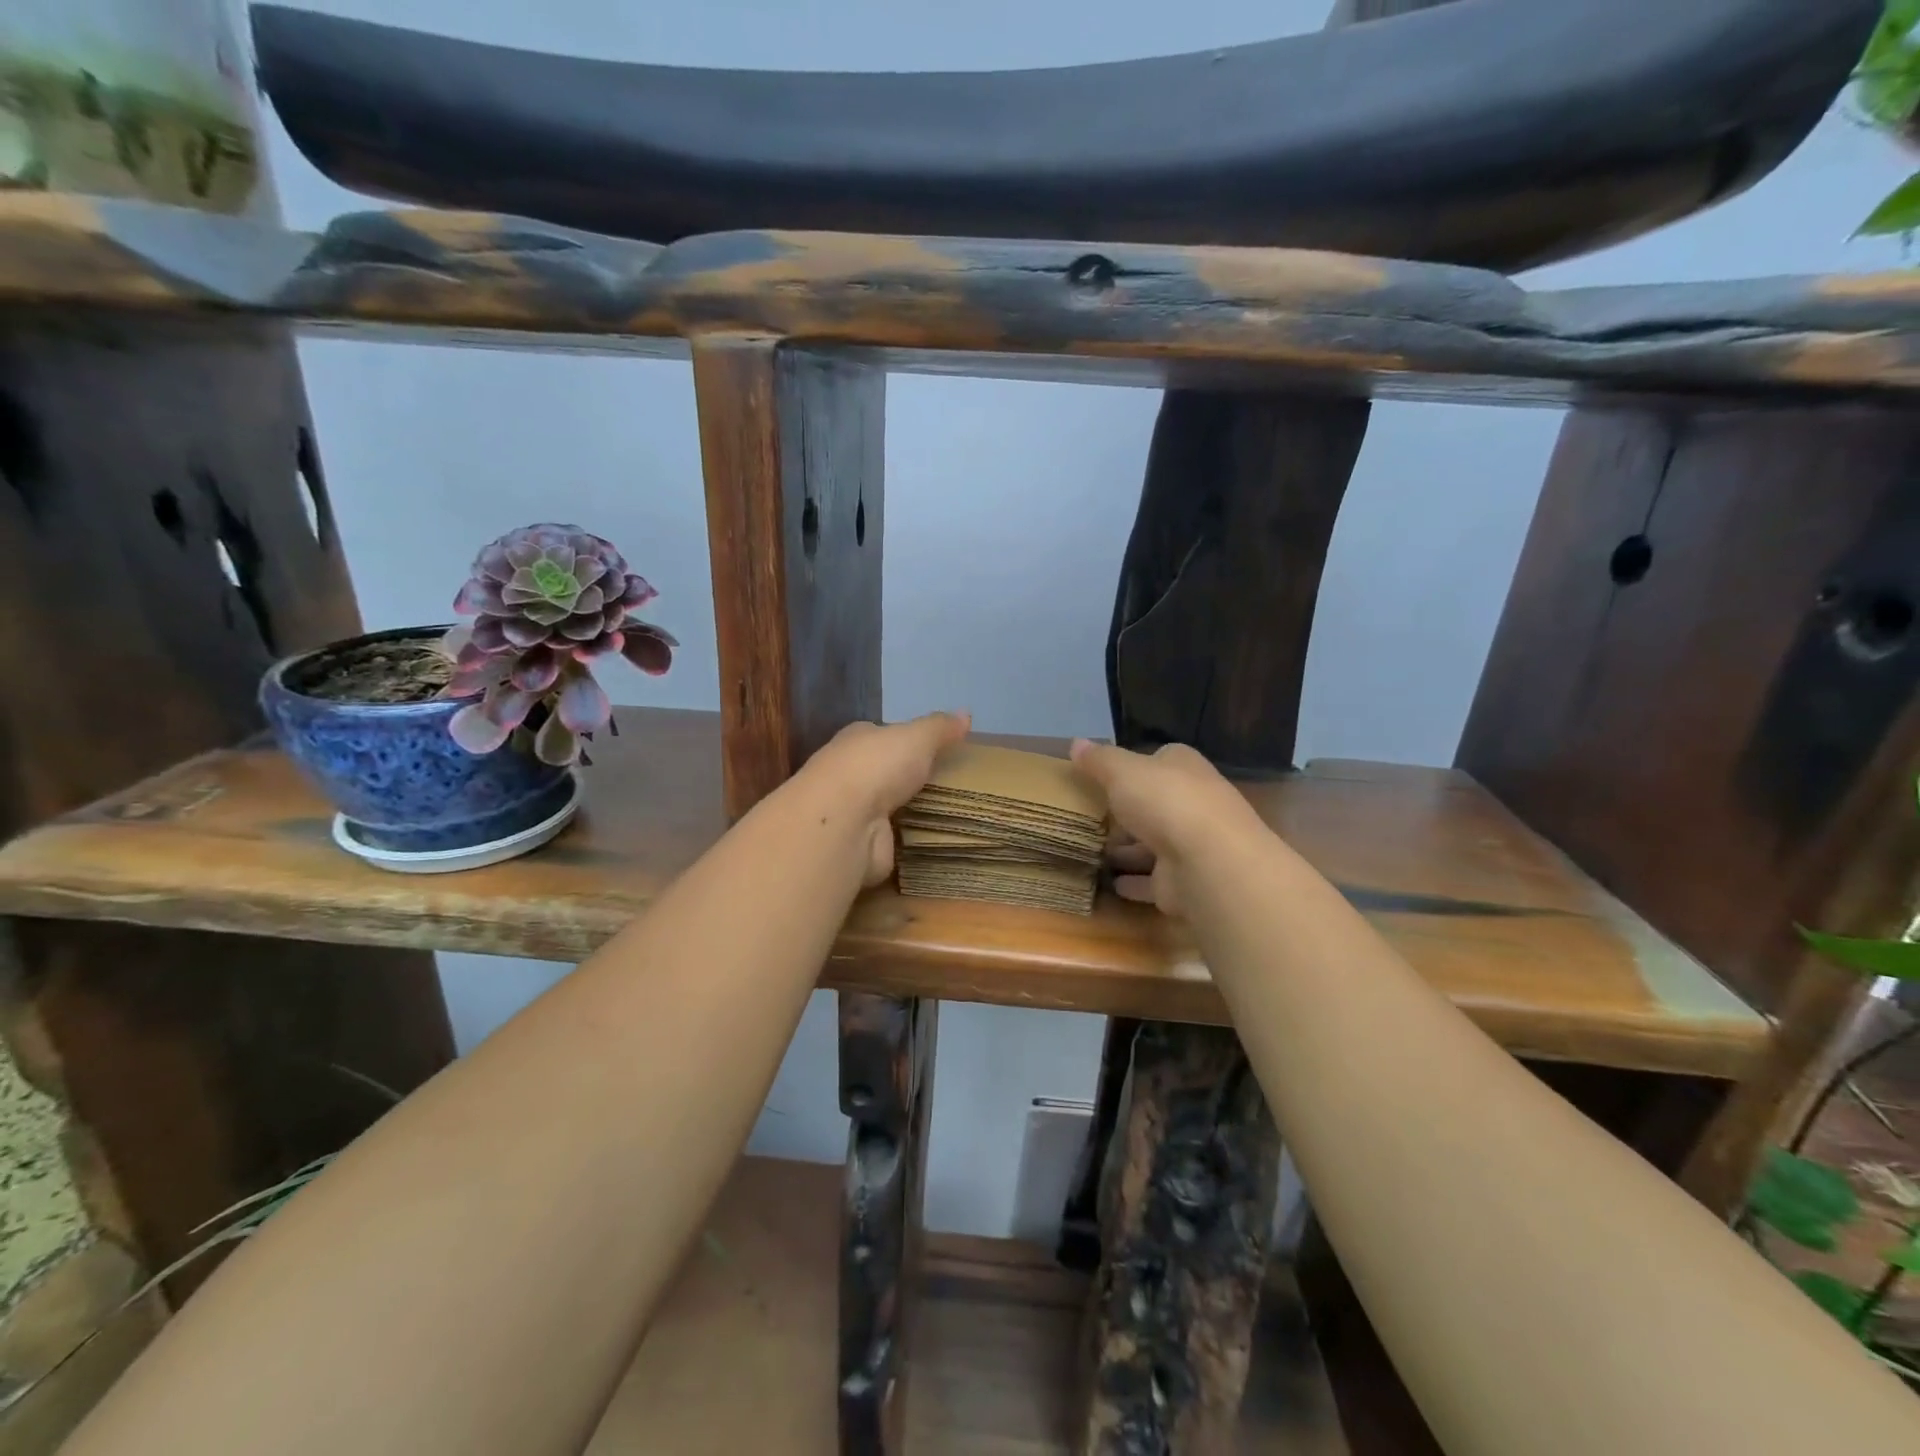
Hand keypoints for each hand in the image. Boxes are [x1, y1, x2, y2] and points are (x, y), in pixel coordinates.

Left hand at [800, 712, 971, 885]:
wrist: (844, 823)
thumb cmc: (877, 767)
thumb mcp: (917, 737)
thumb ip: (940, 727)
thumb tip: (965, 713)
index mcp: (857, 740)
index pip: (881, 735)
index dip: (904, 739)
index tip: (933, 749)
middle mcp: (849, 773)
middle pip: (883, 772)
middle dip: (907, 778)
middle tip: (948, 784)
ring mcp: (853, 811)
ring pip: (886, 807)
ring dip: (908, 811)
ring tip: (948, 815)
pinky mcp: (861, 844)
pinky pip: (891, 839)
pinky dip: (906, 842)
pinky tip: (929, 842)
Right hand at [1069, 739, 1266, 913]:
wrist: (1208, 862)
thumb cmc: (1165, 802)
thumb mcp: (1122, 771)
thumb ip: (1099, 760)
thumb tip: (1076, 743)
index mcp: (1184, 768)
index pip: (1161, 760)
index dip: (1135, 766)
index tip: (1105, 776)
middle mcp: (1193, 803)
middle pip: (1156, 804)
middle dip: (1128, 811)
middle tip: (1091, 817)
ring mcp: (1191, 845)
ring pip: (1154, 845)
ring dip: (1129, 850)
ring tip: (1093, 852)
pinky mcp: (1184, 882)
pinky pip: (1152, 881)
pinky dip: (1135, 882)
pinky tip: (1112, 884)